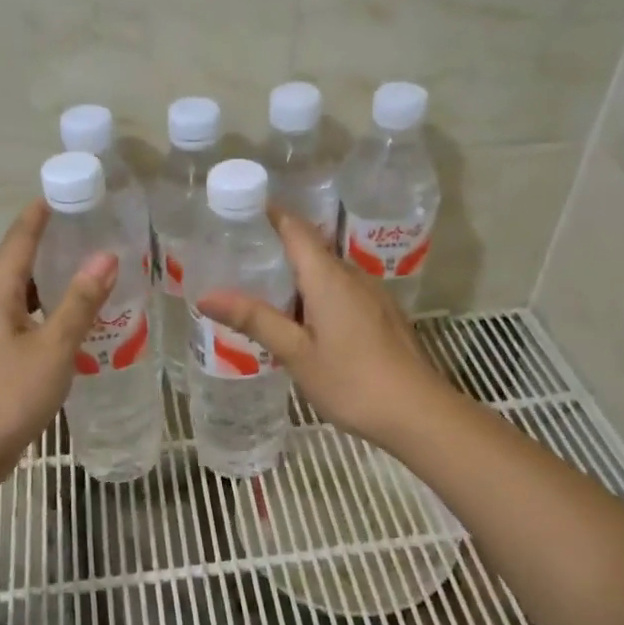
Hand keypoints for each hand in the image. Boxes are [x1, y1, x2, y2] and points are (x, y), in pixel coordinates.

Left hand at [0, 201, 116, 482]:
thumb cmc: (8, 394)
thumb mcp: (53, 346)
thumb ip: (80, 302)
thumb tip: (106, 255)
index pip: (21, 236)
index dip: (44, 212)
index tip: (73, 189)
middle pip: (23, 261)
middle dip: (56, 242)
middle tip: (99, 229)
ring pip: (27, 292)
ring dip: (56, 279)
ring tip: (96, 269)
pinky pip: (28, 318)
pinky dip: (53, 310)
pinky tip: (79, 319)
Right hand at [195, 206, 449, 452]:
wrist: (417, 413)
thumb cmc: (351, 381)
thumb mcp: (296, 353)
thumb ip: (254, 320)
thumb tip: (206, 295)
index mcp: (329, 278)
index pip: (296, 229)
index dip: (270, 214)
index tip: (240, 211)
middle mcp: (353, 277)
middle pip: (312, 249)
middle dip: (277, 249)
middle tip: (238, 261)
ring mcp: (373, 296)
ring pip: (329, 274)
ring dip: (298, 277)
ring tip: (263, 294)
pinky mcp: (383, 316)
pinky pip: (344, 293)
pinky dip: (318, 296)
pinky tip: (304, 324)